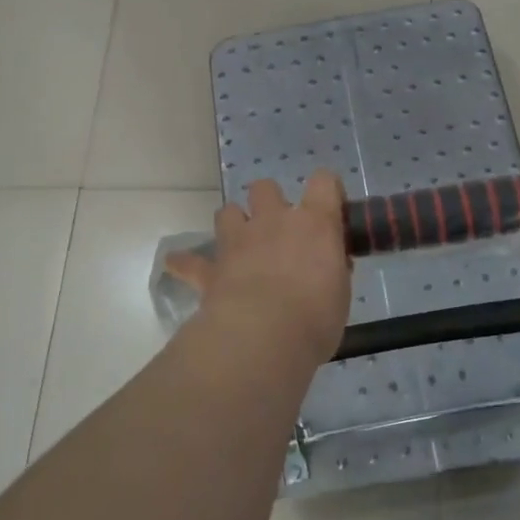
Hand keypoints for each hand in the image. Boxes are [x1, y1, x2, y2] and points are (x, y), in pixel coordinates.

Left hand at [164, 173, 351, 367]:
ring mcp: (239, 241)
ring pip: (228, 212)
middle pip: (265, 188)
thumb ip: (334, 270)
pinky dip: (186, 263)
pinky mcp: (212, 268)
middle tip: (278, 230)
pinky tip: (179, 266)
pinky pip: (189, 262)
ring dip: (234, 223)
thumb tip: (329, 266)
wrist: (264, 337)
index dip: (327, 189)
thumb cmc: (315, 317)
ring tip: (240, 244)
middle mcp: (274, 221)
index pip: (324, 181)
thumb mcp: (340, 293)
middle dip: (269, 201)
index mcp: (314, 223)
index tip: (330, 206)